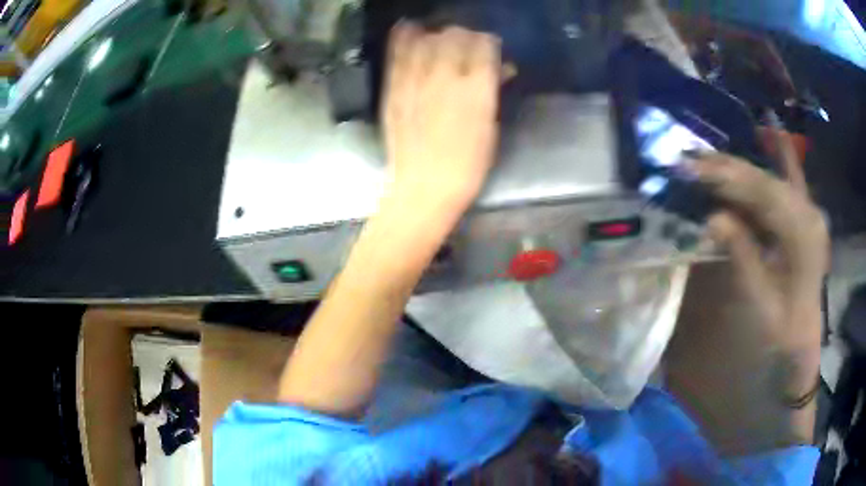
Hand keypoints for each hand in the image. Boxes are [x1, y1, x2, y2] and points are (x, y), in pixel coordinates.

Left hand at [383, 23, 501, 213]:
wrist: (423, 188)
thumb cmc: (467, 166)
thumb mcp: (490, 129)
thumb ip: (492, 93)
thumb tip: (501, 70)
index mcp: (477, 90)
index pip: (484, 46)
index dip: (487, 41)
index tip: (489, 45)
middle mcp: (446, 78)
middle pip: (455, 37)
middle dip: (464, 35)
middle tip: (466, 42)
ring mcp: (416, 82)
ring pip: (426, 40)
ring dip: (435, 34)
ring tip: (438, 36)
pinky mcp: (394, 90)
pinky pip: (398, 55)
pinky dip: (403, 38)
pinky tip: (407, 28)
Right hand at [665, 139, 827, 454]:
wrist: (803, 336)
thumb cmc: (783, 327)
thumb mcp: (763, 303)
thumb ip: (744, 258)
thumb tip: (714, 219)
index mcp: (803, 237)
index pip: (764, 195)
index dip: (727, 179)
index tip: (692, 169)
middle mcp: (809, 213)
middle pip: (766, 181)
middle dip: (728, 169)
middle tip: (689, 160)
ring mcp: (809, 210)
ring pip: (771, 178)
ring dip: (740, 168)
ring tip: (706, 159)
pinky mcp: (805, 212)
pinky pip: (793, 177)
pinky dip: (782, 154)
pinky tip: (772, 133)